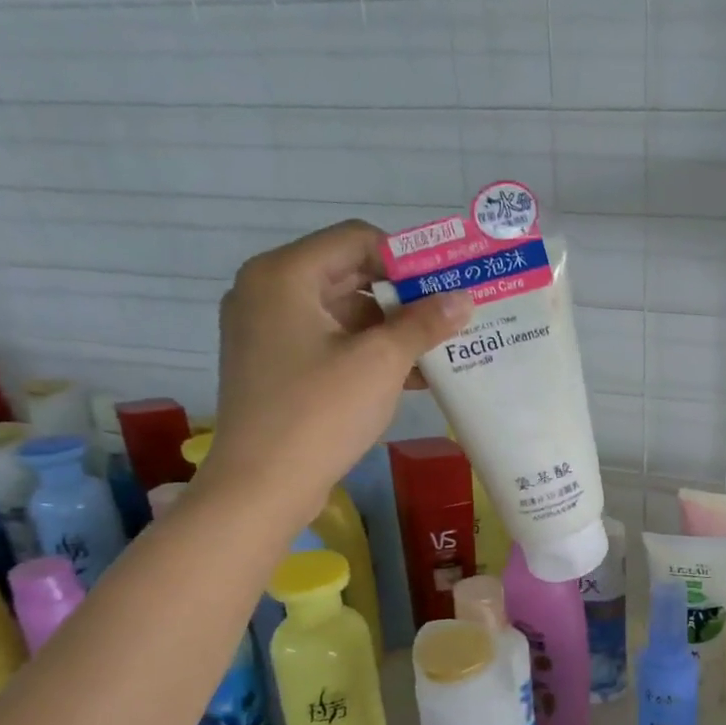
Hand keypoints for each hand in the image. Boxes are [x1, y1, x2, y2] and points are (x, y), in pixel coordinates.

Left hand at [198, 221, 468, 527]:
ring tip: (440, 350)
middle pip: (349, 274)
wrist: (262, 485)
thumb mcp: (381, 362)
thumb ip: (424, 323)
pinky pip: (329, 342)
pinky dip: (367, 352)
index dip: (408, 259)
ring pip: (342, 312)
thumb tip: (463, 298)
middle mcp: (268, 291)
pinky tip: (412, 376)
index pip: (357, 239)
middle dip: (403, 297)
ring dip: (392, 329)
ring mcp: (267, 330)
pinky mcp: (274, 364)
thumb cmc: (320, 412)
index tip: (447, 286)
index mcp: (284, 274)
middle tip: (451, 316)